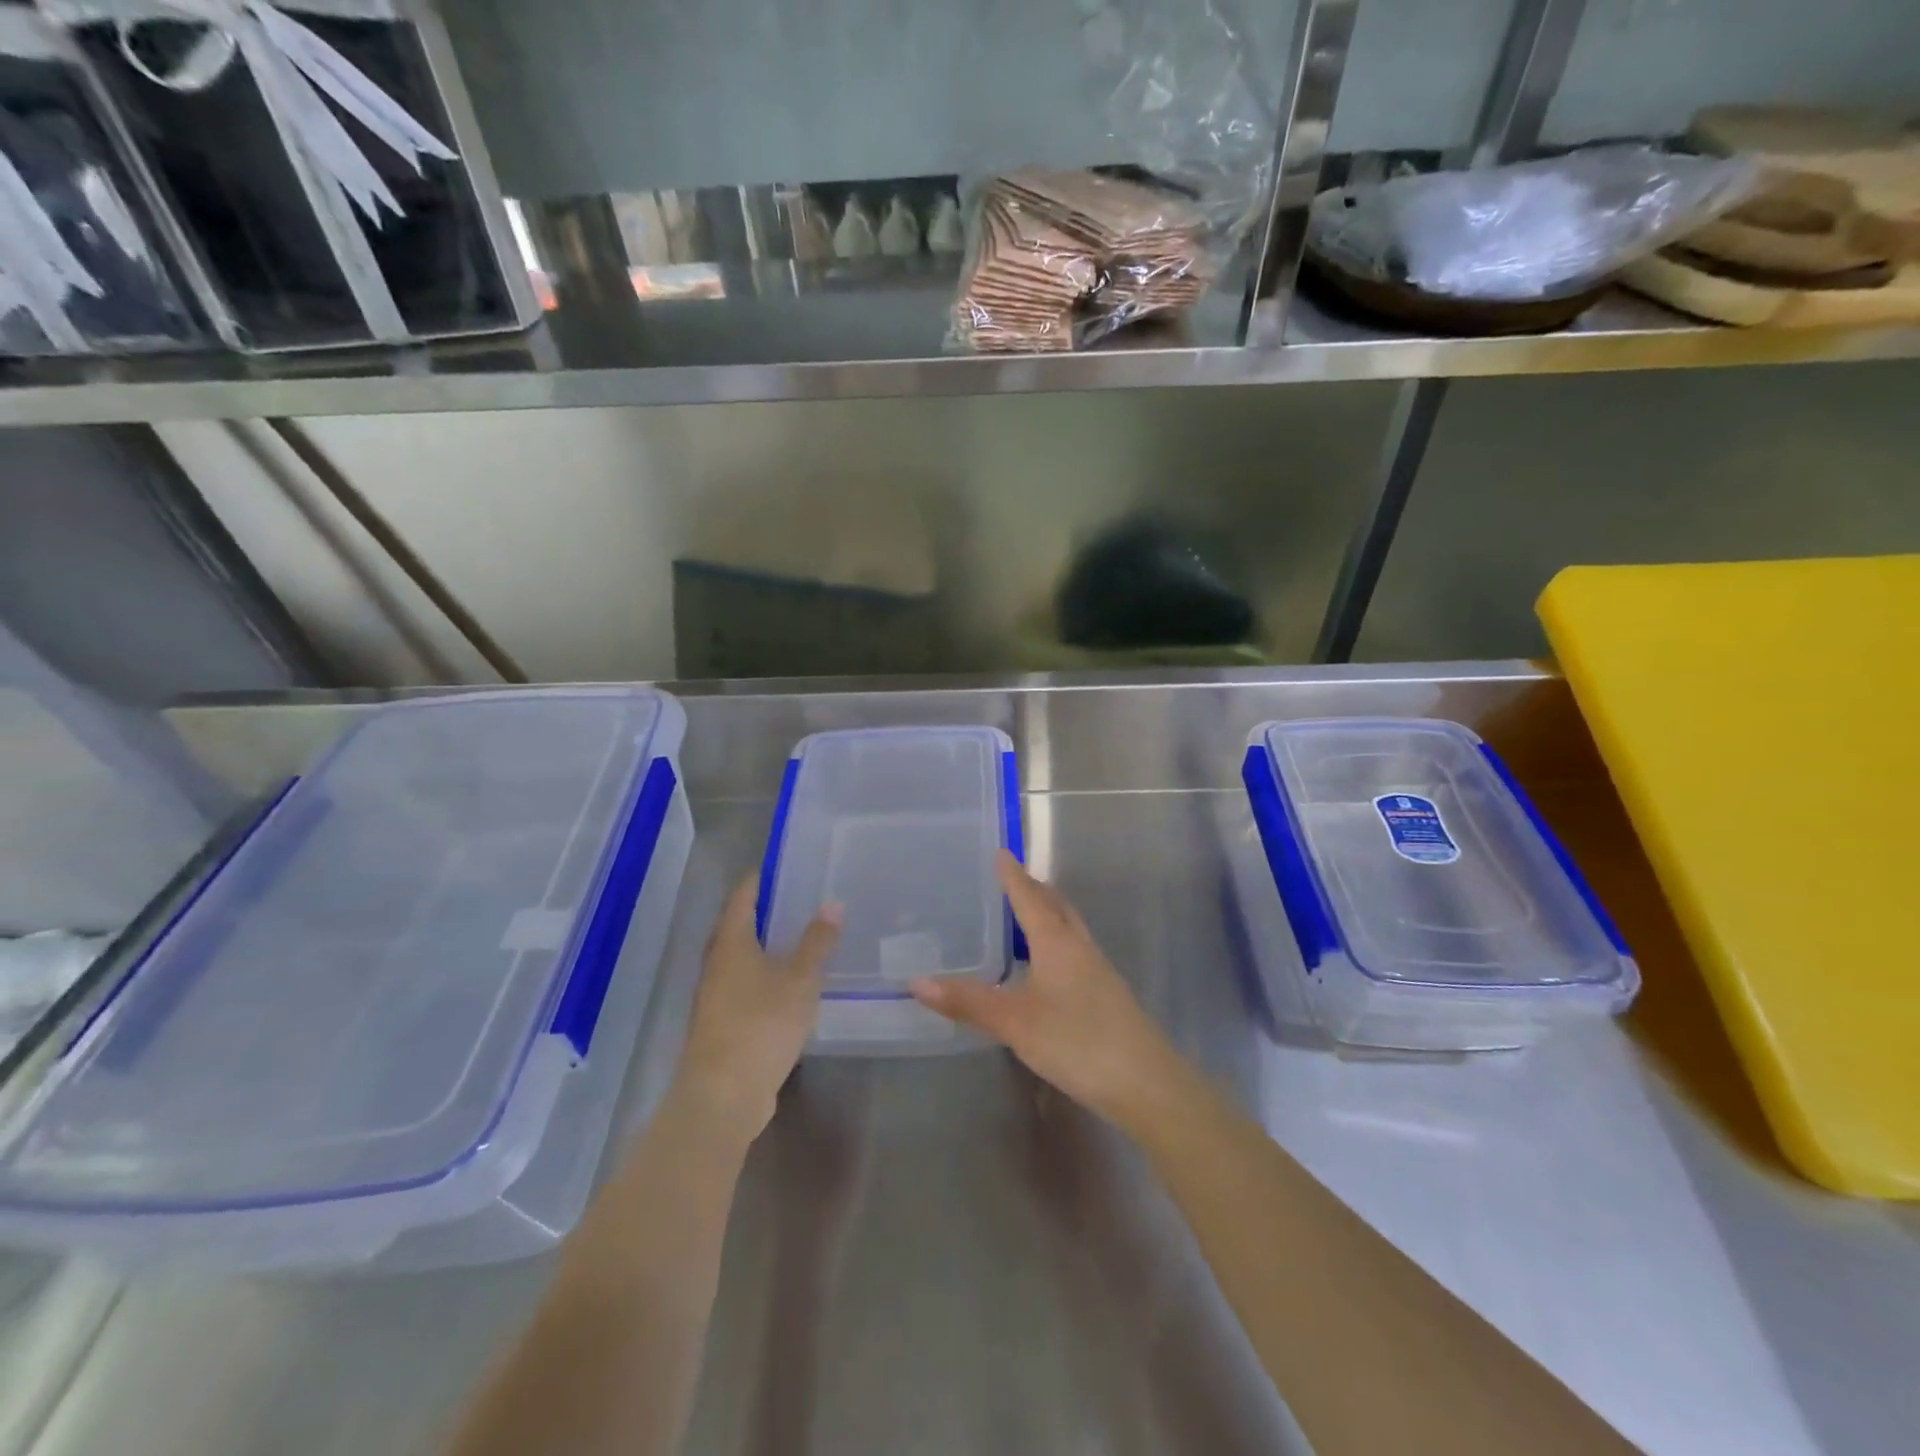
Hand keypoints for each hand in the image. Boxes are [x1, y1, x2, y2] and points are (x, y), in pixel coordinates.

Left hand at [673, 878, 840, 1144]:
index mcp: (731, 942)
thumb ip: (817, 942)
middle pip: (739, 925)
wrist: (723, 1094)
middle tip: (802, 898)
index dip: (761, 878)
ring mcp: (716, 994)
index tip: (786, 866)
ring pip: (742, 956)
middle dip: (767, 910)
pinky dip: (766, 973)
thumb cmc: (761, 1024)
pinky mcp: (722, 1022)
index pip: (743, 896)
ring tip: (802, 935)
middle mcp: (717, 962)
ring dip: (767, 944)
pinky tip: (791, 982)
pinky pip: (745, 984)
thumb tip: (832, 903)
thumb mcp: (800, 979)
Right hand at [910, 852, 1187, 1131]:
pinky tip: (1046, 966)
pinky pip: (1075, 951)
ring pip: (1069, 928)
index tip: (1001, 852)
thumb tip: (917, 981)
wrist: (1145, 1082)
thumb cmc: (1076, 1041)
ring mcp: (1097, 970)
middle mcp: (1079, 947)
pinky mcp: (1106, 994)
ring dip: (1048, 914)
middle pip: (1056, 906)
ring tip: (1024, 915)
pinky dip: (1056, 942)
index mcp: (1057, 942)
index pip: (1029, 898)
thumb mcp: (1014, 1022)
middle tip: (1011, 879)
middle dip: (1034, 889)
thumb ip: (967, 1001)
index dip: (1013, 875)